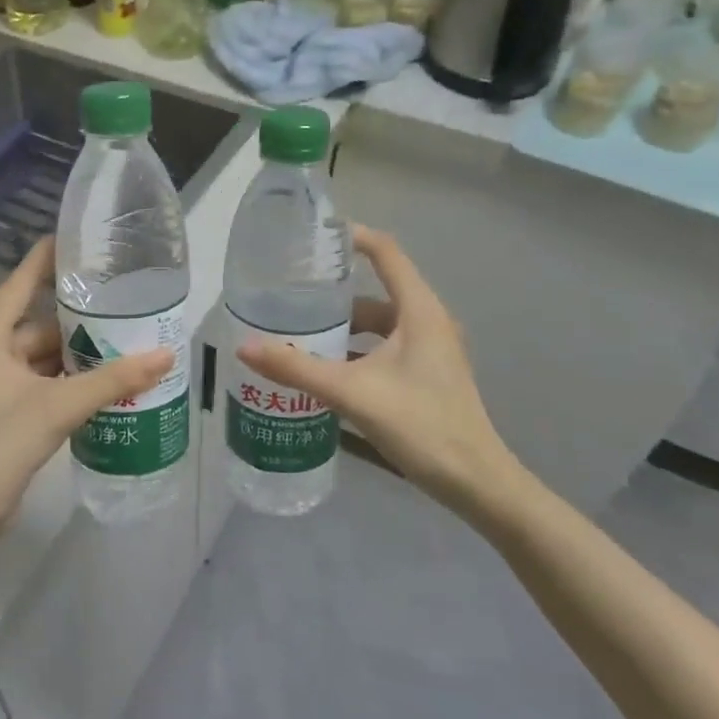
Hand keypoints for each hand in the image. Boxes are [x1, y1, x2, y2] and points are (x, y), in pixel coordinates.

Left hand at [0, 238, 173, 541]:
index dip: (47, 260)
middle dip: (78, 318)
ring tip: (123, 340)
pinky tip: (104, 379)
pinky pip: (42, 380)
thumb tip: (164, 356)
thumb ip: (112, 380)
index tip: (78, 240)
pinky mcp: (6, 409)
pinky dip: (69, 379)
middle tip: (121, 301)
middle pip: (38, 323)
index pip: (20, 284)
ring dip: (77, 353)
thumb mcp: (60, 405)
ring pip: (43, 355)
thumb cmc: (1, 442)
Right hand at [237, 226, 532, 517]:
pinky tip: (323, 371)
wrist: (474, 482)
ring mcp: (429, 350)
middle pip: (374, 292)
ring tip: (297, 335)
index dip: (351, 236)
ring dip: (341, 329)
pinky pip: (382, 349)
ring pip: (377, 325)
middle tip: (289, 296)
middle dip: (332, 294)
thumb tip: (244, 347)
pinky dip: (353, 353)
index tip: (311, 237)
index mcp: (419, 311)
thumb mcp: (353, 393)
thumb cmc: (421, 425)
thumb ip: (297, 369)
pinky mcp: (425, 375)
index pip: (385, 252)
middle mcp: (427, 322)